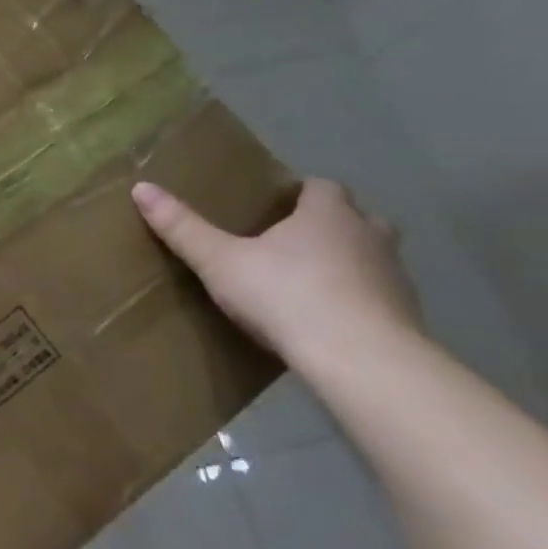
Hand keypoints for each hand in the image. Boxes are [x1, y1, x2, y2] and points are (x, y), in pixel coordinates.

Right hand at [130, 176, 423, 360]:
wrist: (361, 361)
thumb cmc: (287, 295)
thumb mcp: (220, 262)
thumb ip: (183, 227)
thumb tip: (141, 188)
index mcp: (328, 214)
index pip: (321, 187)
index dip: (299, 193)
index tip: (273, 208)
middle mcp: (369, 236)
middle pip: (356, 218)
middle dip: (329, 226)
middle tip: (290, 243)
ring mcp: (394, 278)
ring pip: (371, 258)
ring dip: (347, 264)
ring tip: (306, 284)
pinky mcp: (406, 318)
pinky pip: (377, 299)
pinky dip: (356, 303)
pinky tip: (326, 323)